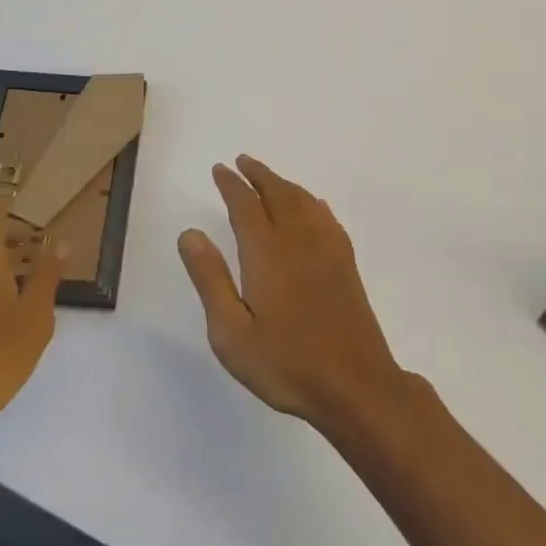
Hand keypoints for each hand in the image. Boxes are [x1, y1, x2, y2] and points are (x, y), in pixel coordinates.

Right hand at [178, 155, 411, 433]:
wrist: (355, 384)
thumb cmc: (286, 362)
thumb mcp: (231, 332)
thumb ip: (210, 279)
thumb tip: (190, 233)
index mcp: (266, 251)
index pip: (244, 204)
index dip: (231, 184)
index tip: (219, 169)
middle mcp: (297, 238)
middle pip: (276, 192)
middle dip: (257, 174)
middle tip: (242, 161)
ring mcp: (326, 247)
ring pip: (302, 200)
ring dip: (282, 183)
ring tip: (269, 178)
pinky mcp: (345, 262)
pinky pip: (325, 216)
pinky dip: (311, 202)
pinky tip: (312, 206)